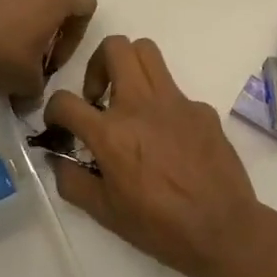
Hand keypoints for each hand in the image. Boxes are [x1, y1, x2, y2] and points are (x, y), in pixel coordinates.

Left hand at [0, 0, 97, 99]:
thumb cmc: (1, 54)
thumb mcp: (26, 82)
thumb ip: (37, 90)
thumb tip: (29, 102)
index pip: (85, 8)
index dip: (73, 38)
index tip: (51, 61)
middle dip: (53, 12)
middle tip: (36, 43)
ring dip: (27, 1)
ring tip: (9, 32)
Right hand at [44, 36, 276, 276]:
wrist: (223, 229)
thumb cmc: (160, 226)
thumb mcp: (104, 213)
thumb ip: (72, 181)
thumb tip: (57, 159)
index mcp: (111, 133)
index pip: (65, 101)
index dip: (53, 110)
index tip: (60, 124)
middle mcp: (140, 105)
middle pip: (114, 47)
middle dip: (97, 64)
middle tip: (98, 97)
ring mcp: (175, 101)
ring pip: (147, 51)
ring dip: (129, 67)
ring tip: (127, 100)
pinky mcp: (201, 108)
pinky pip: (174, 89)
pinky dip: (161, 103)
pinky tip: (167, 137)